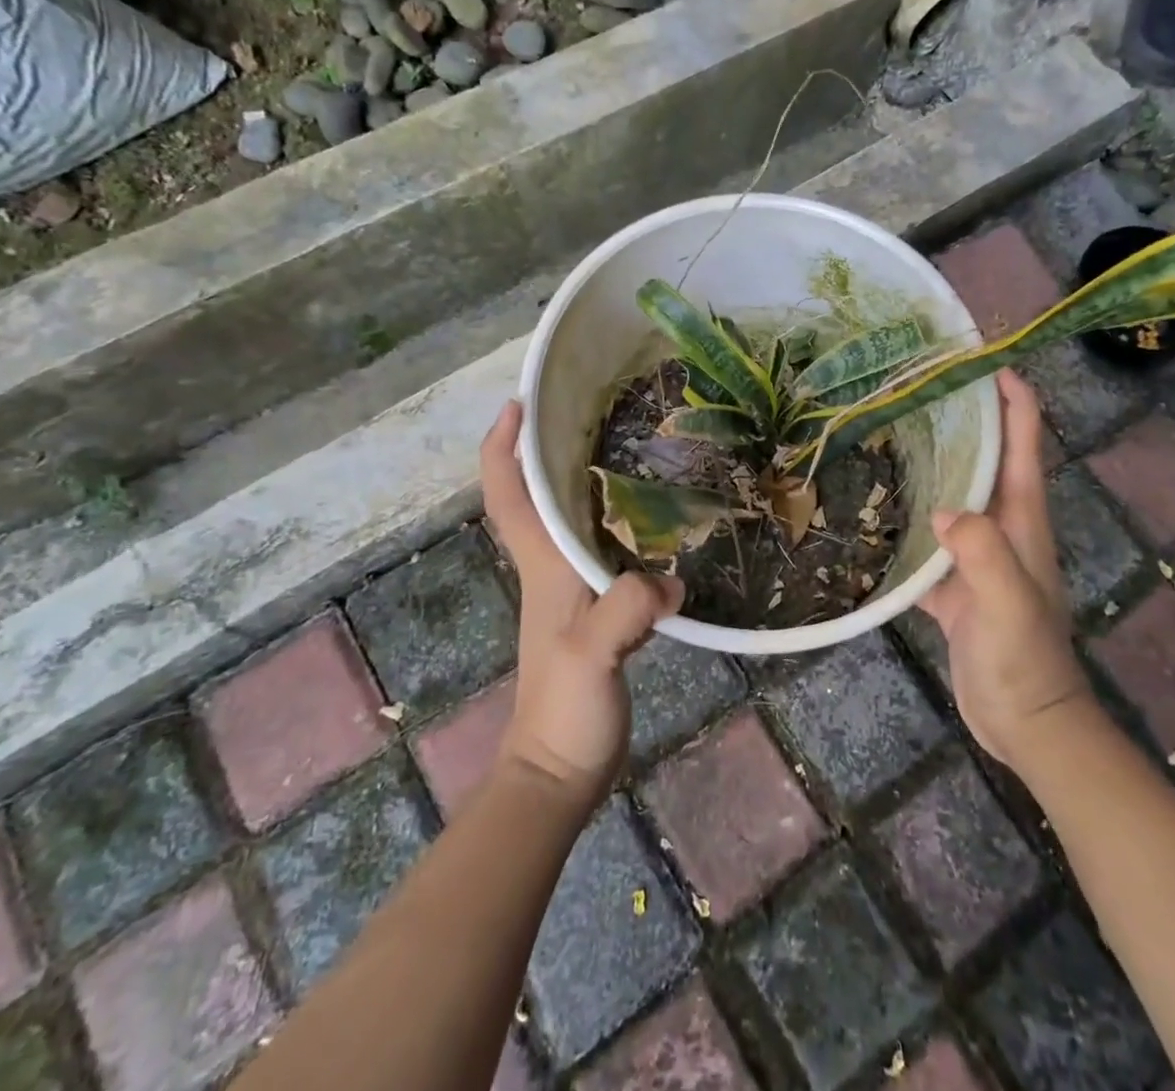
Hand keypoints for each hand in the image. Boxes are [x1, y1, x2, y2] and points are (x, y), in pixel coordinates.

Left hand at [480, 400, 682, 806]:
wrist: (561, 771)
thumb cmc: (563, 710)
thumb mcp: (591, 654)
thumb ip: (625, 609)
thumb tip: (671, 578)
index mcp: (542, 564)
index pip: (508, 494)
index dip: (504, 446)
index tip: (520, 403)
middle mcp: (552, 567)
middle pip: (538, 495)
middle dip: (549, 448)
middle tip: (591, 409)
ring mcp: (573, 589)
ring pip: (572, 520)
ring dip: (585, 481)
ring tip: (632, 448)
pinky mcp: (599, 611)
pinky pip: (606, 551)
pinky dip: (623, 525)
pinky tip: (659, 520)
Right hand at [920, 369, 1092, 769]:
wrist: (1026, 723)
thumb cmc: (1025, 659)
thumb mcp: (1008, 602)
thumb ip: (981, 552)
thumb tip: (940, 509)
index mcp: (1021, 518)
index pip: (1022, 442)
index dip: (1011, 397)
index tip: (980, 358)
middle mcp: (1000, 525)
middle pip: (985, 458)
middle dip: (963, 417)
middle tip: (918, 385)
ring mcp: (975, 553)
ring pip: (952, 492)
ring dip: (932, 461)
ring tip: (889, 430)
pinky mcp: (952, 581)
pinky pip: (926, 537)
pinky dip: (905, 516)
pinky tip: (872, 506)